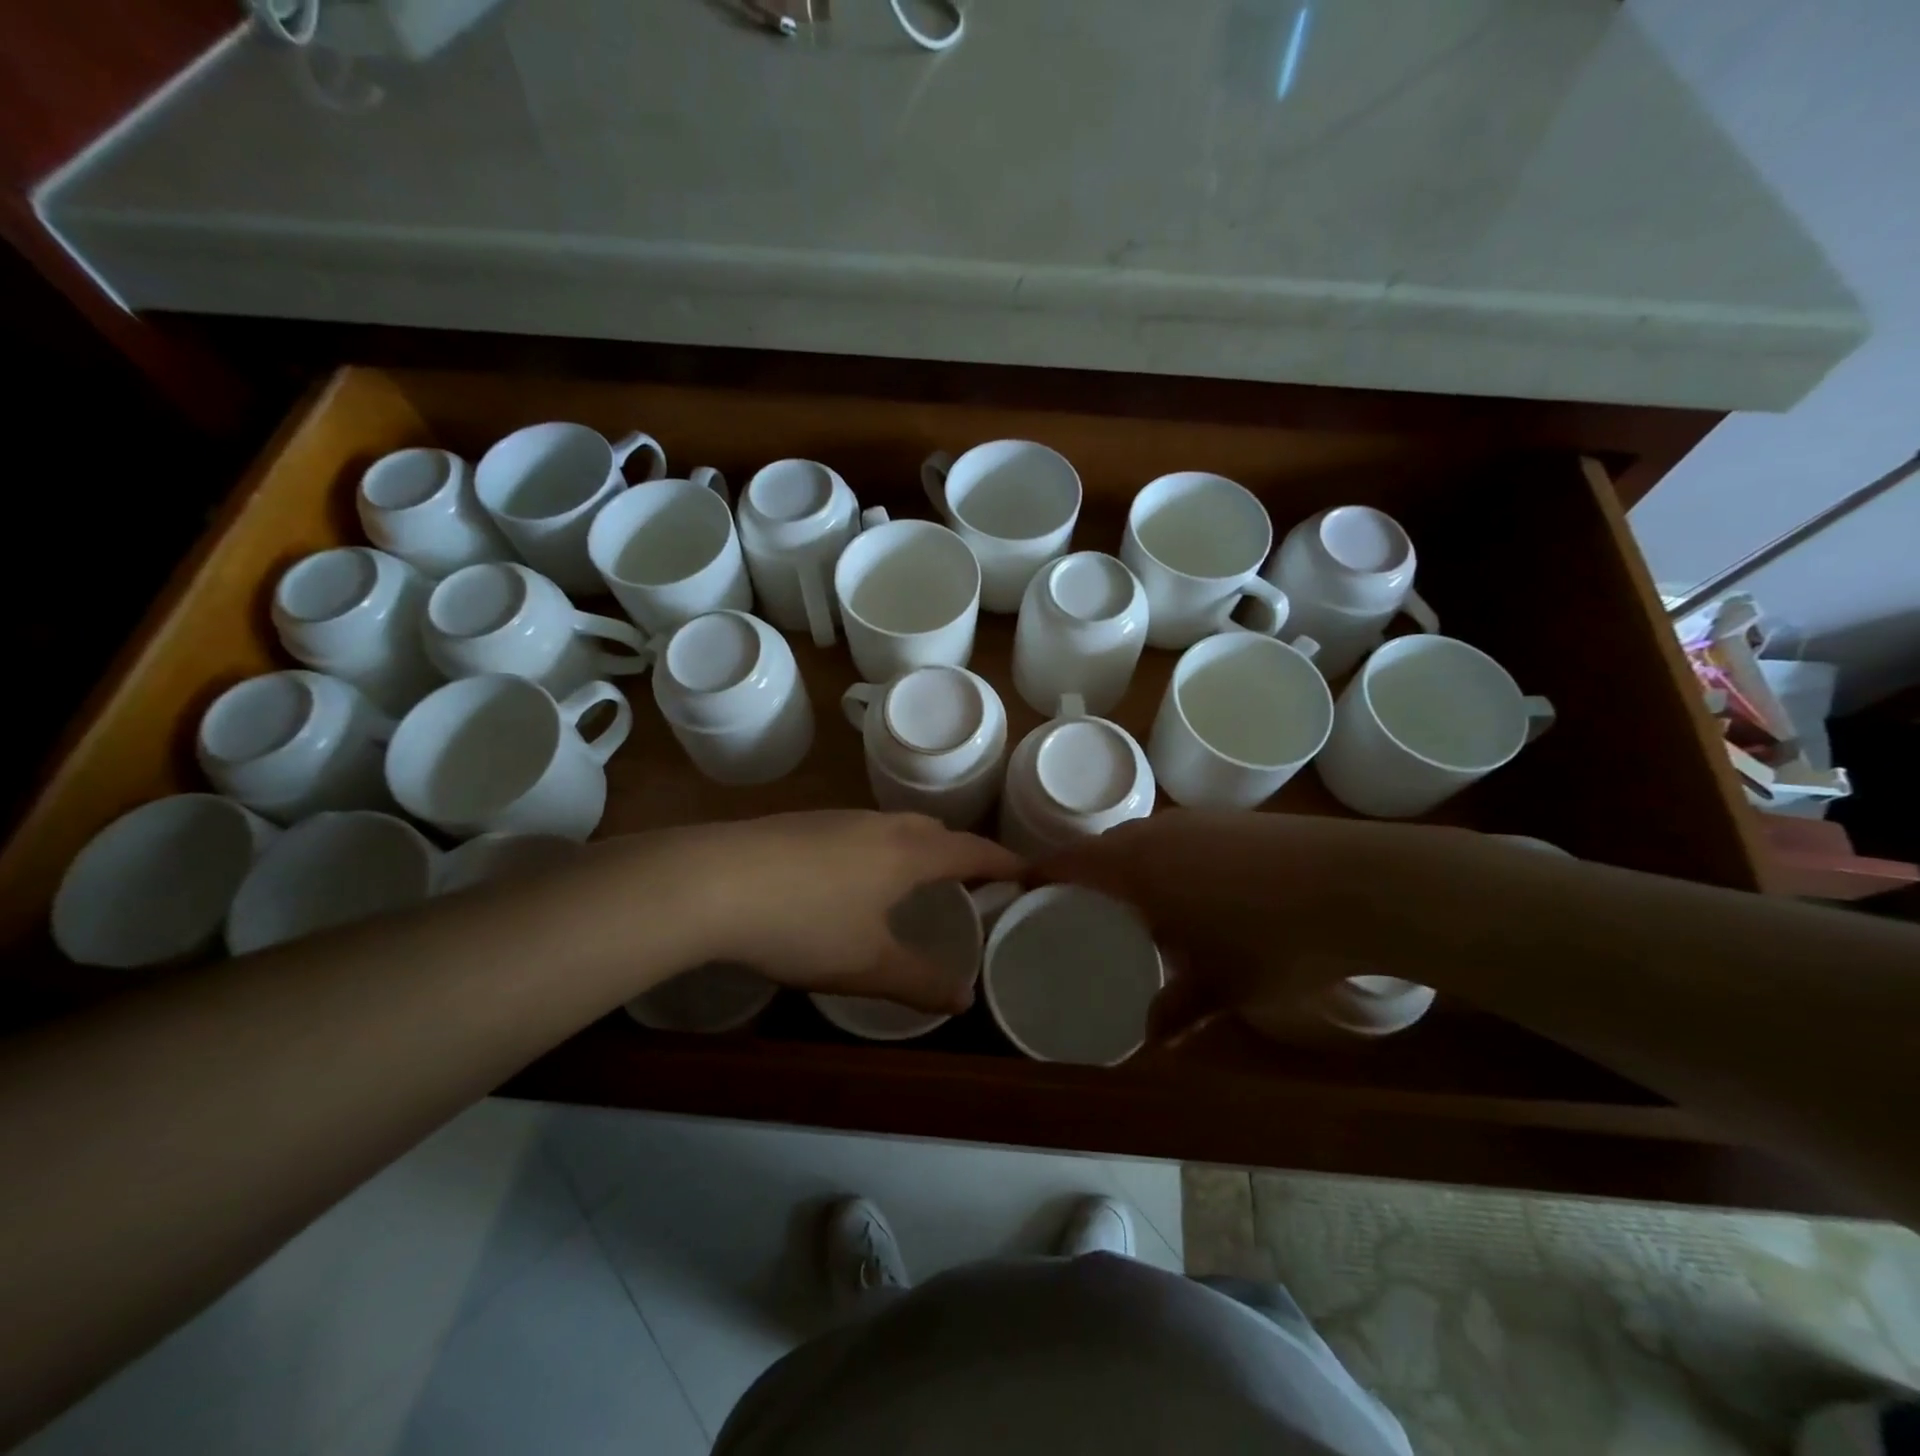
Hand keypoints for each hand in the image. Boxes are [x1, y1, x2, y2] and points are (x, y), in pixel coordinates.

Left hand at [640, 811, 1021, 1013]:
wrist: (713, 881)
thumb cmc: (805, 924)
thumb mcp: (867, 964)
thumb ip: (919, 981)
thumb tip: (963, 999)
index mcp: (909, 853)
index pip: (972, 851)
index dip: (1003, 862)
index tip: (1027, 871)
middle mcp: (880, 825)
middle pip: (935, 831)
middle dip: (959, 853)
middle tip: (969, 884)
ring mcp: (838, 819)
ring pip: (894, 827)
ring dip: (915, 849)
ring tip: (914, 881)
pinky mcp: (802, 823)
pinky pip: (860, 831)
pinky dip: (878, 849)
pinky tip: (851, 878)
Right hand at [1032, 811, 1472, 1038]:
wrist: (1360, 884)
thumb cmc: (1274, 939)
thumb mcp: (1221, 989)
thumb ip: (1175, 1012)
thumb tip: (1147, 1043)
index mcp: (1136, 866)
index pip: (1067, 862)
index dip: (1038, 875)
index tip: (1019, 894)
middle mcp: (1157, 832)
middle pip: (1102, 848)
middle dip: (1084, 876)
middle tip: (1076, 913)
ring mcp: (1198, 820)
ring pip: (1142, 839)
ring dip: (1129, 867)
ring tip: (1133, 908)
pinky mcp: (1232, 820)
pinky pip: (1177, 837)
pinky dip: (1166, 861)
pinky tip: (1192, 894)